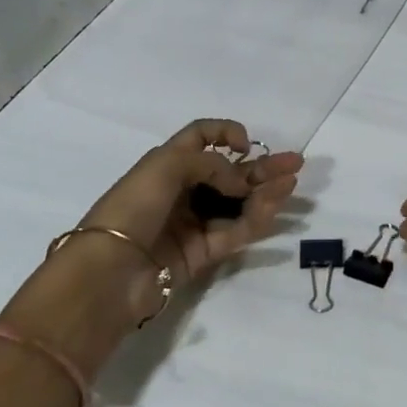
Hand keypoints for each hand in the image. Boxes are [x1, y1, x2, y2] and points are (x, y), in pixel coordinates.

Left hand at [81, 118, 302, 283]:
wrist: (110, 272)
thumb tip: (239, 183)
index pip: (200, 138)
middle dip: (262, 166)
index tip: (245, 144)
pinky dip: (256, 219)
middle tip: (296, 163)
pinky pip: (236, 231)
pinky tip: (273, 206)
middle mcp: (183, 190)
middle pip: (229, 173)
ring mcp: (194, 223)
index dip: (225, 134)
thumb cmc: (132, 208)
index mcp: (167, 164)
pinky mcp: (203, 253)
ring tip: (291, 183)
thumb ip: (211, 165)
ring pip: (238, 203)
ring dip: (265, 192)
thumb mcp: (166, 167)